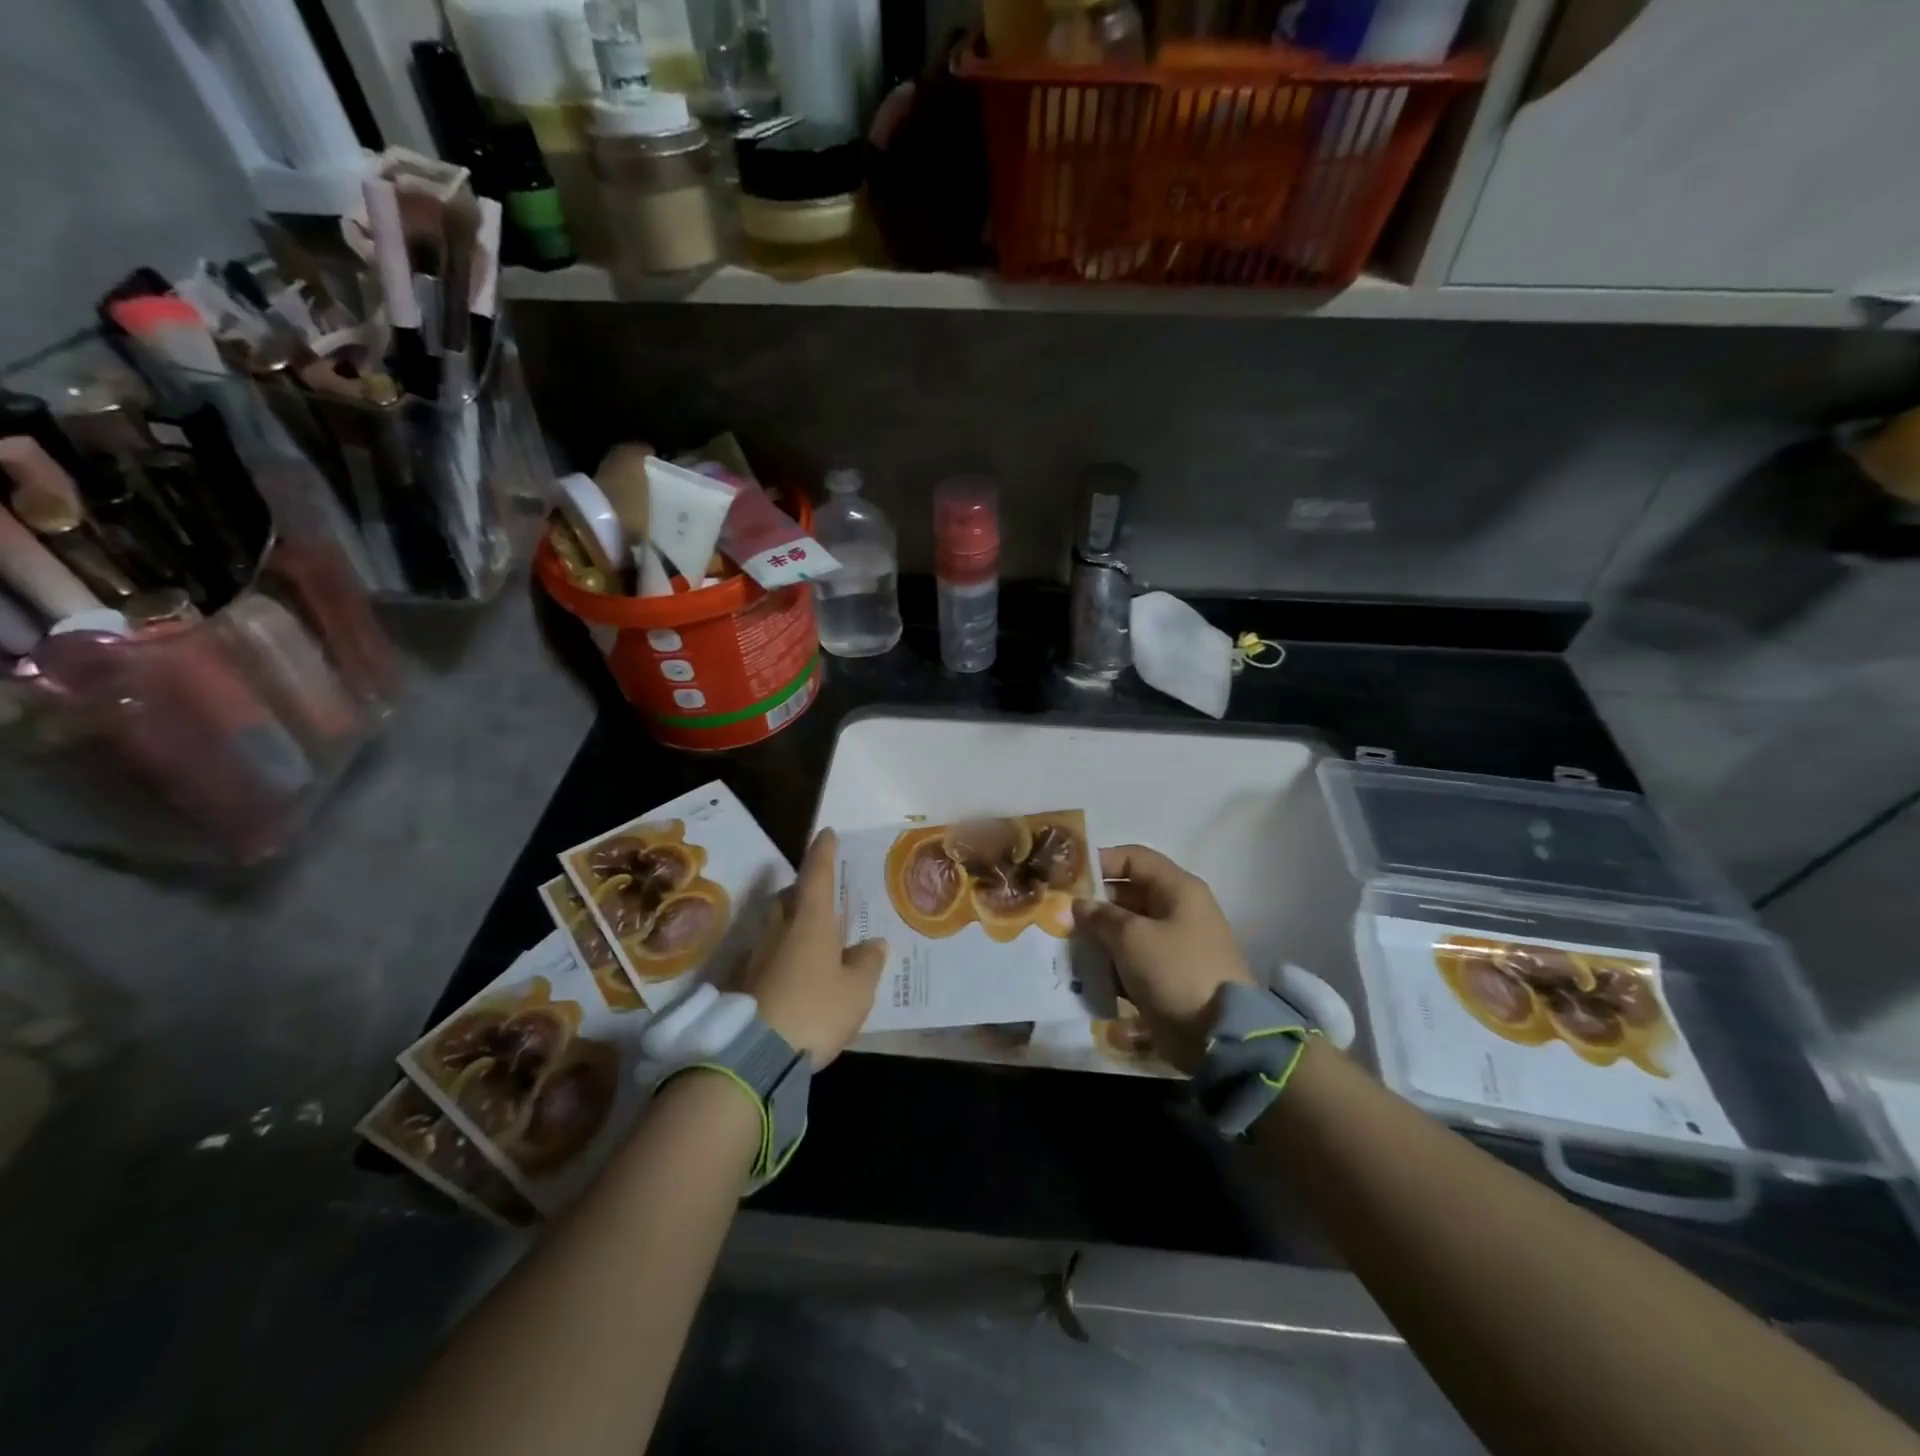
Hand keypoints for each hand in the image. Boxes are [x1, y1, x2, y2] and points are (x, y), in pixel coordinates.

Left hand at [733, 829, 886, 1067]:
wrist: (753, 1055)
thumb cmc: (815, 1011)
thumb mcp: (857, 991)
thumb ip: (867, 963)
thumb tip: (872, 943)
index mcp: (810, 921)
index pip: (816, 874)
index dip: (823, 852)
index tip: (826, 833)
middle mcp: (778, 929)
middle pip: (787, 898)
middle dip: (802, 892)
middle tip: (819, 899)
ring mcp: (753, 955)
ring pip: (772, 927)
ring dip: (788, 926)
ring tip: (807, 943)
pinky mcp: (737, 983)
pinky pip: (761, 957)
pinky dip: (776, 958)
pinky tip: (787, 978)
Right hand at [1072, 844, 1254, 1074]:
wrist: (1217, 1035)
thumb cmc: (1175, 970)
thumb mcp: (1132, 937)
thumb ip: (1100, 916)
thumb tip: (1079, 905)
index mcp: (1178, 889)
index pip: (1133, 858)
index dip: (1100, 861)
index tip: (1066, 876)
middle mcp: (1176, 909)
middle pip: (1127, 893)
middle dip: (1093, 902)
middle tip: (1058, 913)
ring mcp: (1173, 943)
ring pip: (1127, 927)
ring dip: (1098, 934)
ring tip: (1065, 942)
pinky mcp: (1166, 973)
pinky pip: (1132, 956)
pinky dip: (1110, 960)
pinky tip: (1083, 969)